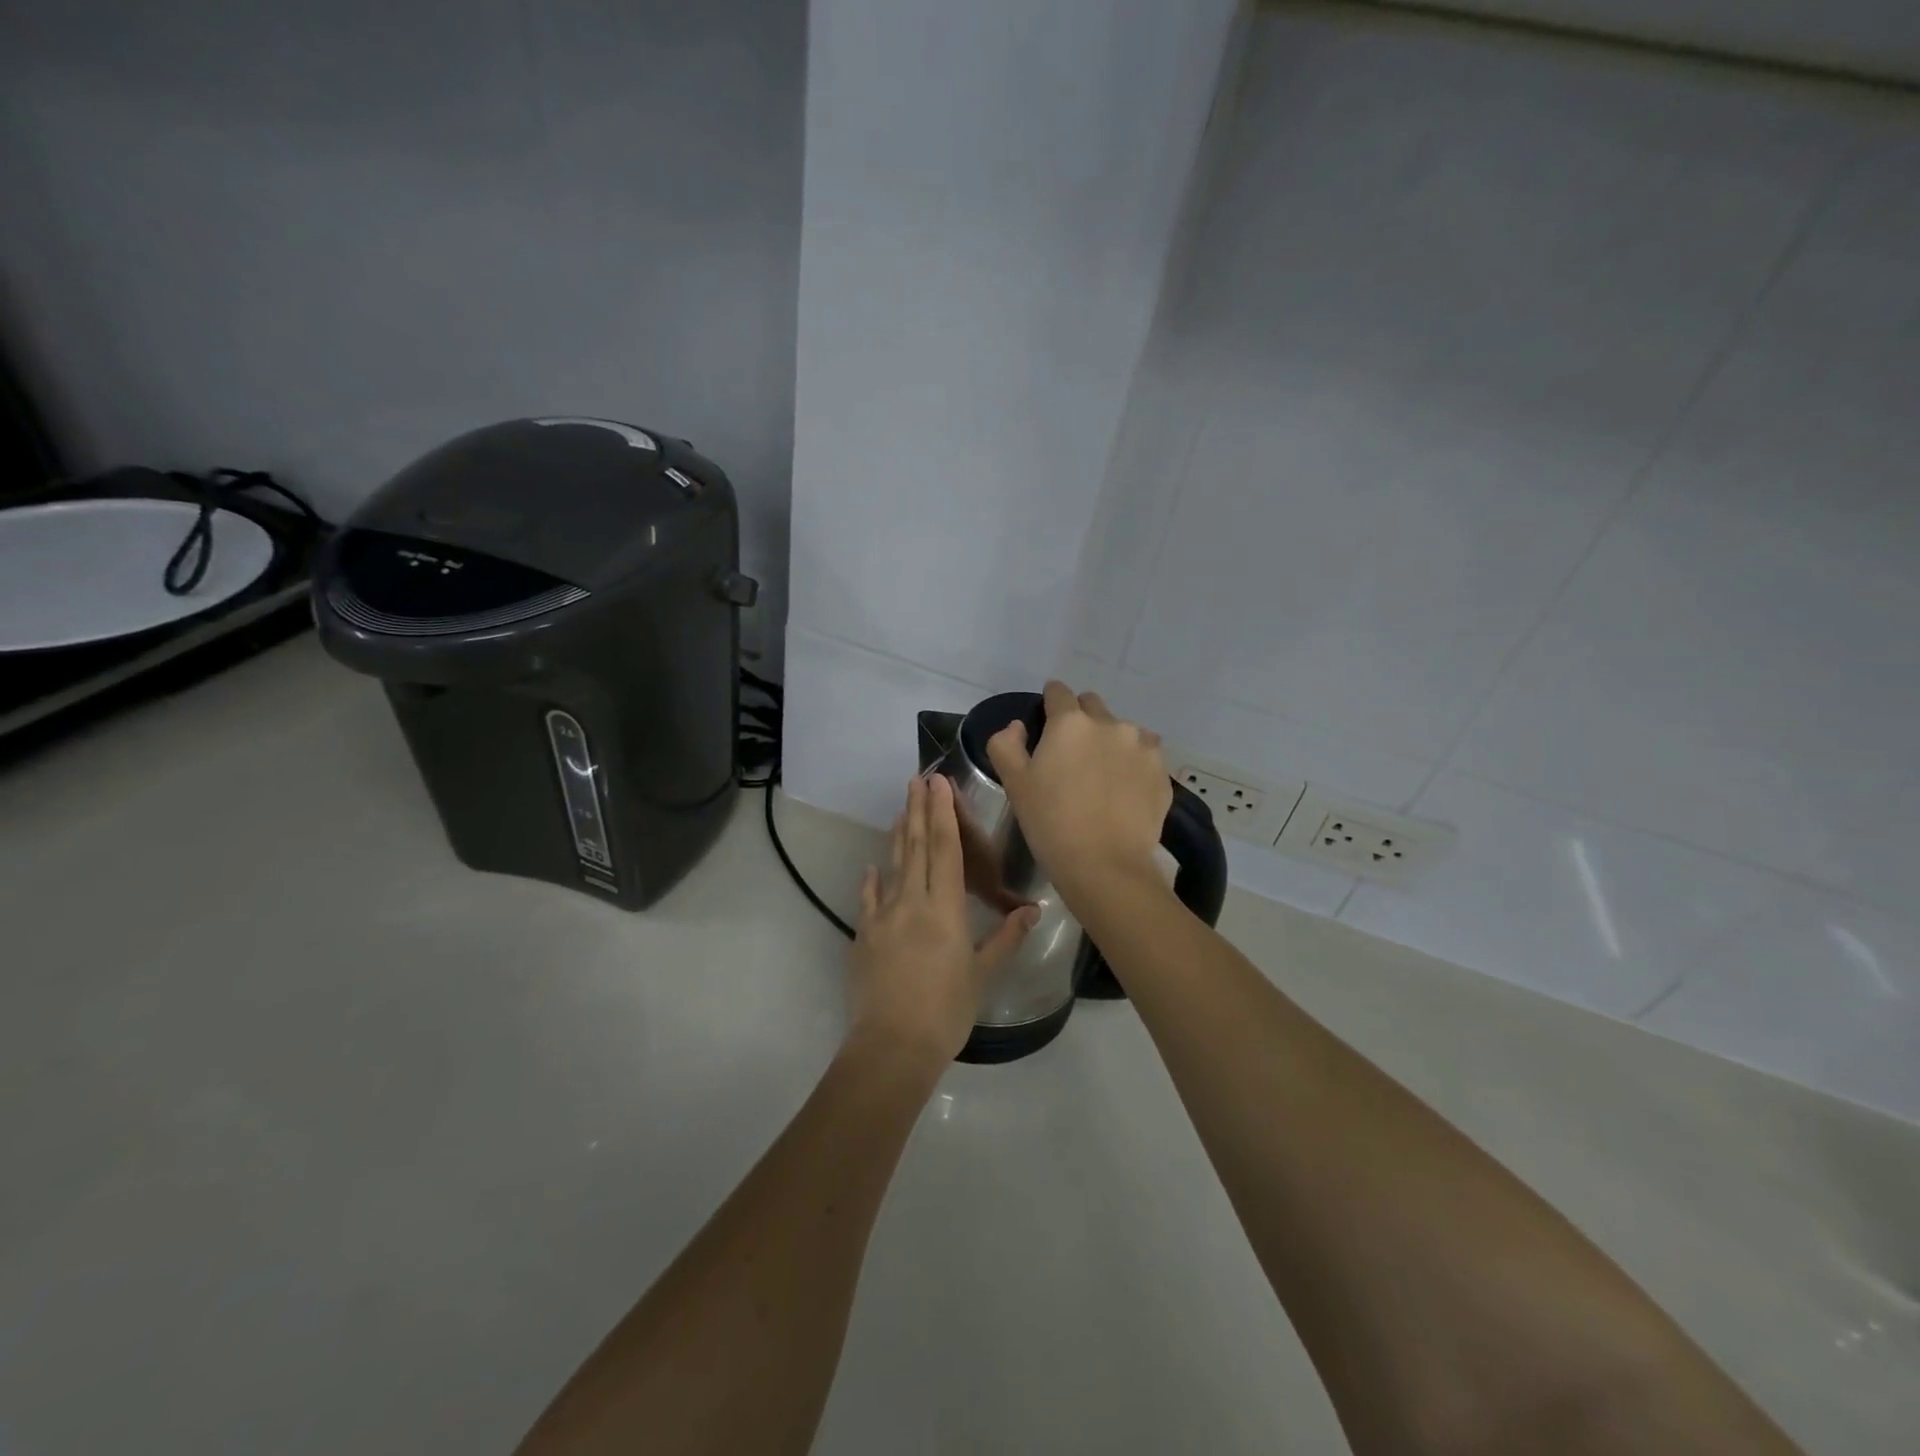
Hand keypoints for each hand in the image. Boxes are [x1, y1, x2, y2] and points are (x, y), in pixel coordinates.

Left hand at [848, 775, 1039, 1066]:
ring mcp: (883, 916)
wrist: (891, 1046)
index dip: (942, 814)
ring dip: (897, 835)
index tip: (939, 783)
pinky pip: (868, 899)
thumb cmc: (946, 1011)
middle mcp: (911, 902)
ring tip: (900, 808)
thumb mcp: (983, 974)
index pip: (945, 850)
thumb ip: (1005, 938)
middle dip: (917, 810)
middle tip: (918, 779)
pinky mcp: (864, 935)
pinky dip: (872, 880)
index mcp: (944, 909)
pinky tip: (872, 866)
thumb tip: (1032, 909)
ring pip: (892, 866)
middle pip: (915, 847)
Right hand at [985, 681, 1170, 897]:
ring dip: (1110, 742)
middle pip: (1092, 706)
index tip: (1045, 722)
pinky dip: (1133, 765)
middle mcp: (1110, 724)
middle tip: (1071, 754)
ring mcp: (1142, 746)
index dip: (1049, 703)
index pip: (1058, 692)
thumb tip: (1018, 727)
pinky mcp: (1162, 772)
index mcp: (1070, 722)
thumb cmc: (1051, 823)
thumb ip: (1006, 744)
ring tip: (1102, 777)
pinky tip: (1124, 792)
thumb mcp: (1014, 784)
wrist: (1106, 866)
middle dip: (1080, 720)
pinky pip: (1145, 756)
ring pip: (1122, 731)